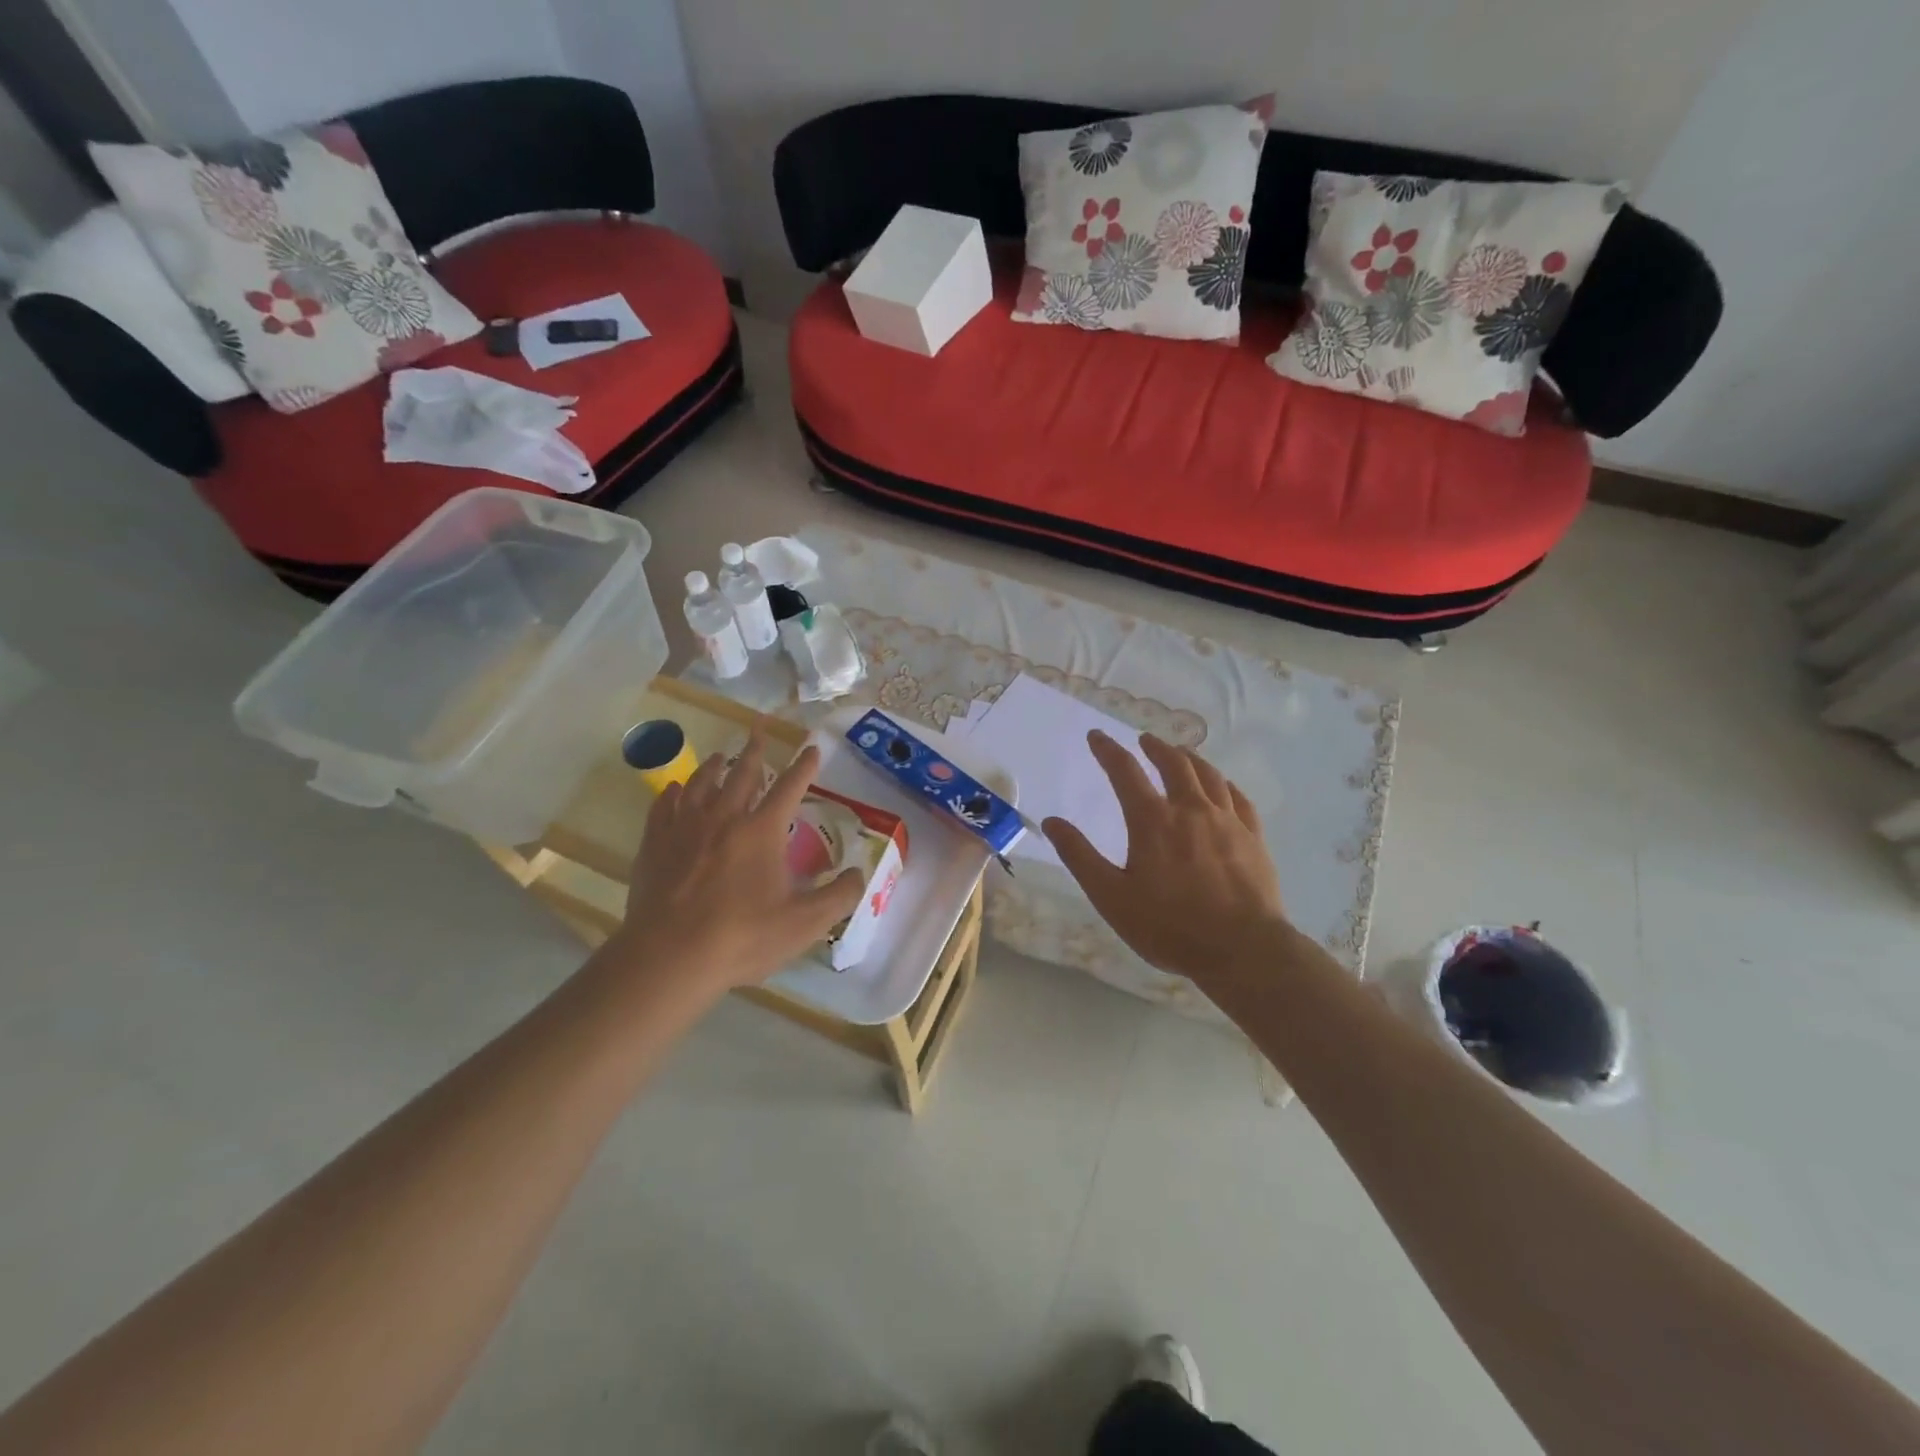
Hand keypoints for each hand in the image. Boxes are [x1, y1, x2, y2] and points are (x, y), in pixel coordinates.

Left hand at [612, 732, 864, 992]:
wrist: (670, 957)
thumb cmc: (743, 937)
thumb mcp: (805, 923)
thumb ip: (839, 896)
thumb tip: (859, 873)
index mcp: (762, 830)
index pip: (790, 787)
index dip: (804, 766)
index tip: (812, 747)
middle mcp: (724, 817)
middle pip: (742, 773)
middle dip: (755, 750)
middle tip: (759, 729)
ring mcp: (684, 828)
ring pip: (701, 784)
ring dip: (714, 767)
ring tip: (720, 757)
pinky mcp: (654, 845)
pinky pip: (664, 807)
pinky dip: (672, 793)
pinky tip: (674, 790)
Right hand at [1042, 732, 1290, 987]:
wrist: (1243, 949)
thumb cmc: (1170, 926)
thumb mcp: (1112, 897)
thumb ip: (1080, 857)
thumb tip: (1052, 821)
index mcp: (1153, 821)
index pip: (1125, 771)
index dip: (1108, 750)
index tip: (1096, 736)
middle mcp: (1190, 810)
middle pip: (1173, 764)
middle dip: (1155, 747)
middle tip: (1144, 740)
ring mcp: (1227, 821)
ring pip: (1208, 775)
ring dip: (1190, 759)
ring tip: (1181, 753)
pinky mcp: (1253, 837)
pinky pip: (1238, 798)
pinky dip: (1224, 783)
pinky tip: (1222, 786)